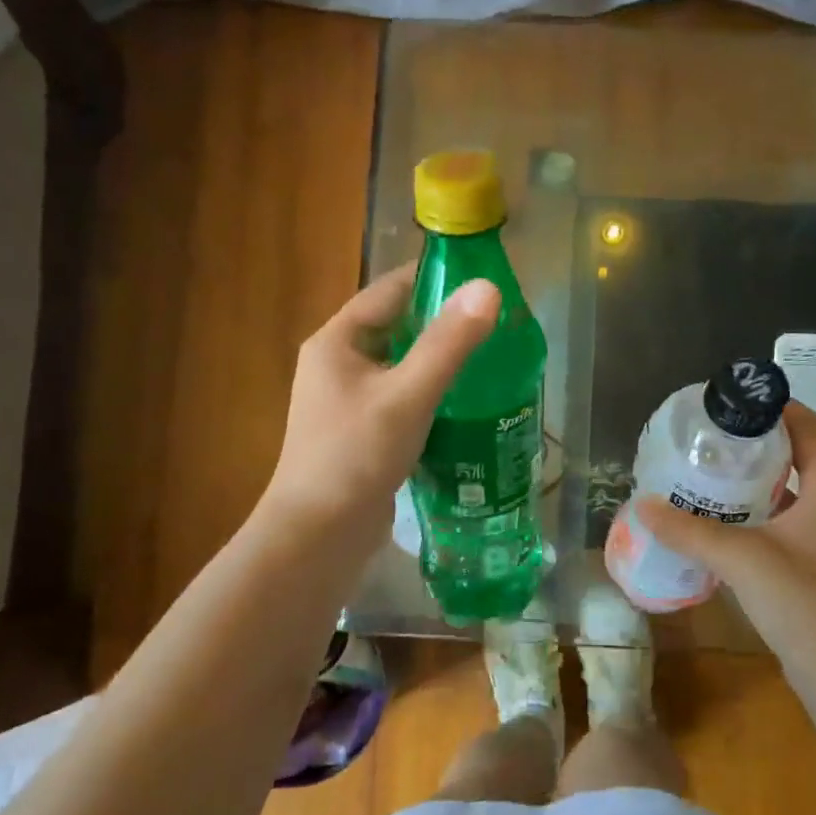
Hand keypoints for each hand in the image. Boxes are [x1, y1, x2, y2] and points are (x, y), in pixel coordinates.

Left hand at [261, 264, 499, 554]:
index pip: (389, 292)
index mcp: (337, 342)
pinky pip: (401, 399)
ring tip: (491, 359)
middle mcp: (337, 365)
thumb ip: (448, 343)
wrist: (318, 535)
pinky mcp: (362, 433)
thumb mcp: (408, 394)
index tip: (481, 279)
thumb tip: (488, 288)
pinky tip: (466, 404)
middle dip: (442, 323)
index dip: (432, 280)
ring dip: (439, 361)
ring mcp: (347, 402)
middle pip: (396, 328)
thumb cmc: (356, 455)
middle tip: (496, 323)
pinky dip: (431, 395)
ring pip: (401, 367)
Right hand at [637, 402, 815, 679]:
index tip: (735, 403)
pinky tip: (719, 525)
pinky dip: (755, 516)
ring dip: (753, 483)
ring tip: (707, 476)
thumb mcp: (740, 558)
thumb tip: (643, 505)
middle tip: (710, 440)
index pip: (811, 429)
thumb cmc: (803, 603)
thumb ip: (689, 530)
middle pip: (799, 458)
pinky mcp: (815, 569)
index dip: (779, 409)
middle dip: (756, 445)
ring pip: (790, 495)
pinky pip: (784, 526)